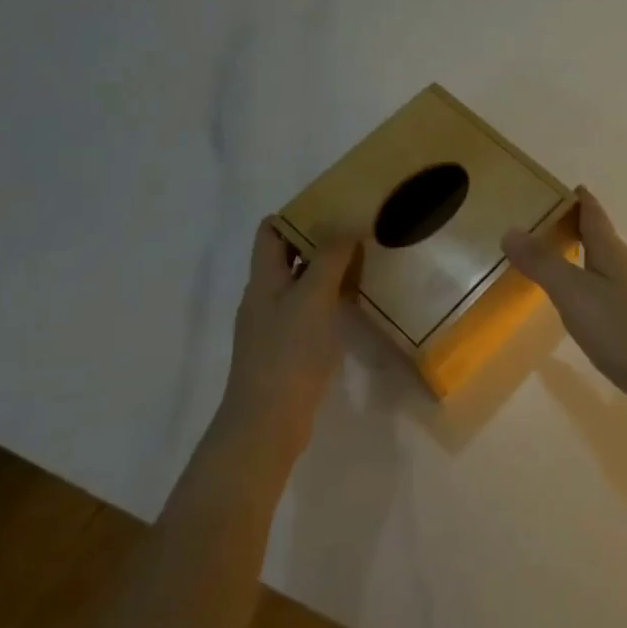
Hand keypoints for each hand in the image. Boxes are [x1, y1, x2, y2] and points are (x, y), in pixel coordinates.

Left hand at [225, 220, 361, 444]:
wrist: (268, 420)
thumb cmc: (288, 352)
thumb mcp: (313, 297)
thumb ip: (329, 258)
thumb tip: (346, 224)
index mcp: (263, 279)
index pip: (271, 232)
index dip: (297, 215)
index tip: (334, 207)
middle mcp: (264, 297)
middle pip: (287, 256)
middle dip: (319, 241)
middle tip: (358, 231)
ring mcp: (273, 325)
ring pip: (300, 285)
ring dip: (327, 271)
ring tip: (363, 263)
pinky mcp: (287, 349)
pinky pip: (308, 311)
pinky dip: (328, 300)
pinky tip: (352, 306)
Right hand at [502, 188, 626, 421]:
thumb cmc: (621, 327)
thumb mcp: (573, 293)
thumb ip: (543, 263)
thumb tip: (510, 229)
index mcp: (612, 253)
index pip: (595, 216)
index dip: (583, 200)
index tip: (571, 187)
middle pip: (604, 239)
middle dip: (582, 227)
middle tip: (555, 222)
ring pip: (609, 266)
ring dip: (589, 257)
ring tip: (566, 259)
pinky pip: (612, 291)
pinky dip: (595, 285)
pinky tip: (587, 304)